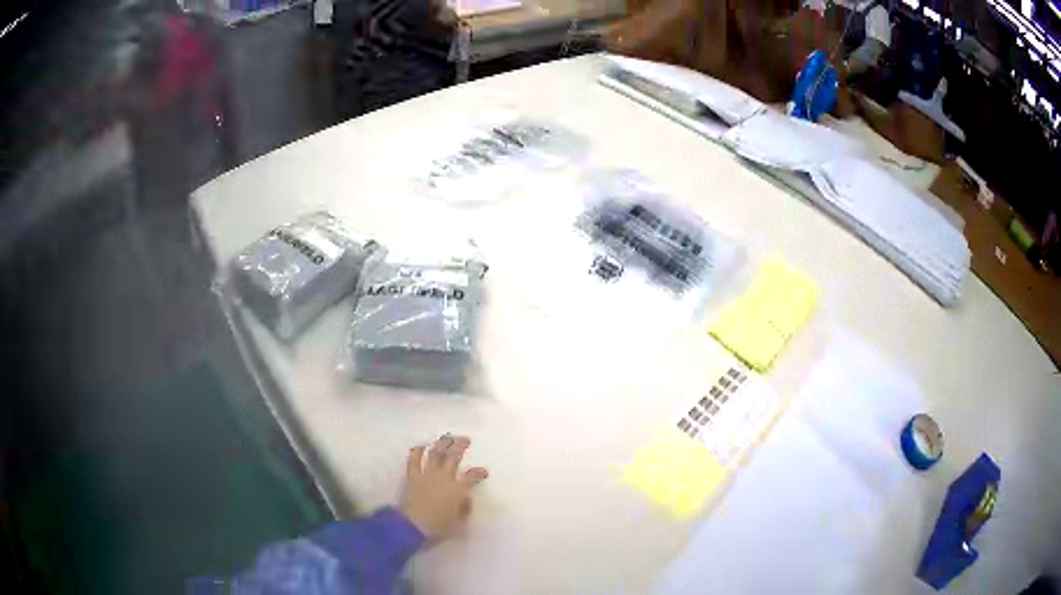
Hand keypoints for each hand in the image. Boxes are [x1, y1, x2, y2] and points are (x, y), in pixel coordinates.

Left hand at [400, 434, 488, 540]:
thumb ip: (464, 507)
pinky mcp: (413, 477)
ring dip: (442, 444)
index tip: (484, 471)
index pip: (472, 477)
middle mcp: (444, 478)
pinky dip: (417, 451)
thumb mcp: (458, 521)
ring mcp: (427, 475)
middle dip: (460, 446)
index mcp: (458, 489)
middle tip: (465, 439)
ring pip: (435, 454)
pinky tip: (422, 445)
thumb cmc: (439, 526)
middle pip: (453, 457)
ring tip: (447, 437)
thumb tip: (466, 498)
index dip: (479, 472)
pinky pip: (414, 461)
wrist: (414, 525)